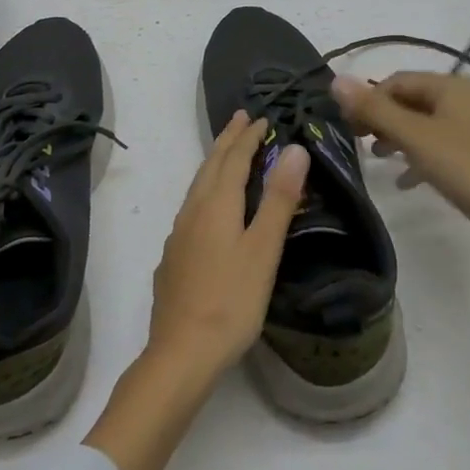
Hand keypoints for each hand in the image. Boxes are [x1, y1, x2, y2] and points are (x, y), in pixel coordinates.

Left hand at [146, 112, 308, 373]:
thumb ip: (278, 200)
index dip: (248, 137)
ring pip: (197, 186)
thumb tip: (295, 149)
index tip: (262, 117)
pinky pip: (192, 207)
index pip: (233, 159)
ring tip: (227, 153)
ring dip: (214, 163)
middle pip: (210, 166)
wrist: (181, 352)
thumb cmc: (231, 301)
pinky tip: (209, 208)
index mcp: (215, 205)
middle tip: (240, 119)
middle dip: (227, 140)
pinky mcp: (174, 256)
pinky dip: (206, 190)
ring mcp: (178, 235)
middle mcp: (192, 212)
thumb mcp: (263, 250)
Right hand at [330, 72, 469, 260]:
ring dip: (397, 137)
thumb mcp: (412, 136)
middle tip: (358, 141)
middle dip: (382, 118)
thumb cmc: (462, 167)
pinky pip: (438, 148)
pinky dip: (418, 157)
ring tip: (378, 158)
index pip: (397, 81)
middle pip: (410, 100)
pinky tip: (405, 181)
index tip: (348, 126)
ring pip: (423, 125)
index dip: (369, 100)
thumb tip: (336, 80)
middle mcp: (464, 100)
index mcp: (450, 86)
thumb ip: (373, 109)